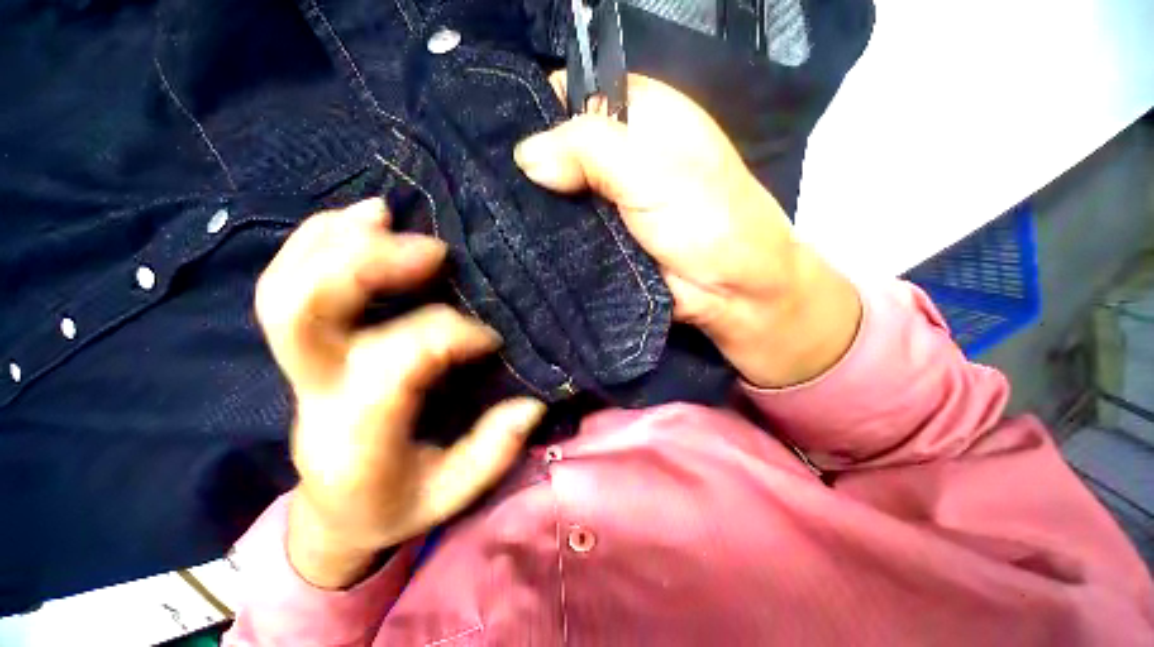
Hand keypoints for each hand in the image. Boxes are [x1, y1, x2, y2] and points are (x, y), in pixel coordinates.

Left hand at [255, 199, 545, 588]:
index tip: (490, 338)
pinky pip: (286, 282)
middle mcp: (316, 393)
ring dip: (334, 242)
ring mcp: (300, 365)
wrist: (335, 509)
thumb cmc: (395, 502)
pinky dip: (316, 241)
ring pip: (284, 289)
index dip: (450, 336)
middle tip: (432, 250)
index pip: (395, 362)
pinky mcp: (306, 349)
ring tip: (382, 213)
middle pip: (301, 313)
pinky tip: (355, 220)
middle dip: (365, 268)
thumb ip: (491, 452)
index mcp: (358, 434)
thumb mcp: (450, 494)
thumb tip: (529, 405)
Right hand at [515, 73, 860, 386]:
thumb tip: (525, 156)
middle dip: (533, 164)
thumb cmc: (706, 221)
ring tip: (500, 214)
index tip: (503, 138)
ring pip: (558, 191)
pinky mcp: (600, 237)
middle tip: (494, 186)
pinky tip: (522, 238)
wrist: (729, 291)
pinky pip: (565, 229)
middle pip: (559, 146)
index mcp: (639, 114)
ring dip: (537, 204)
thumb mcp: (652, 172)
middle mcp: (619, 152)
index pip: (572, 93)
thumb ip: (590, 151)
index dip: (539, 110)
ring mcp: (606, 199)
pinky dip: (548, 232)